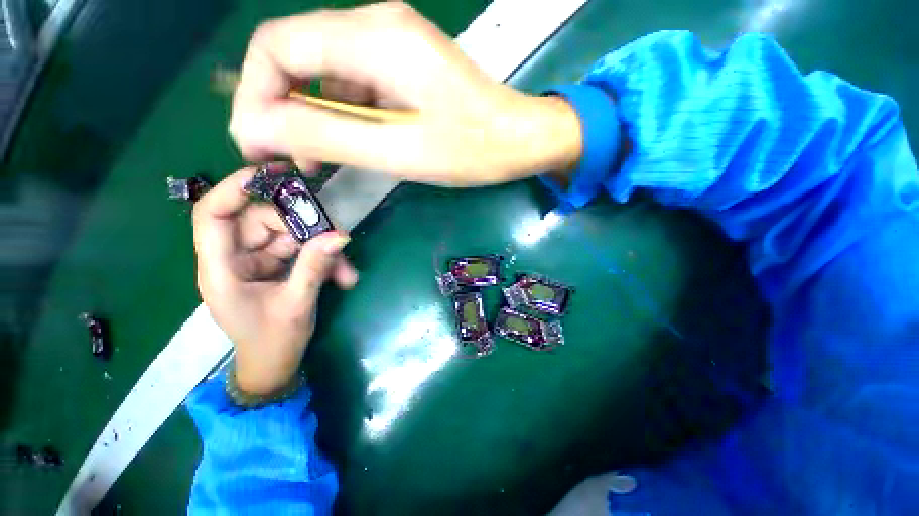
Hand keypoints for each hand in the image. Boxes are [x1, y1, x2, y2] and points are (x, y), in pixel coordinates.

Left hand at [193, 165, 357, 394]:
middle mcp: (235, 257)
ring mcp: (257, 261)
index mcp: (221, 268)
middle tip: (336, 241)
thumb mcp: (296, 304)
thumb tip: (340, 235)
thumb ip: (315, 266)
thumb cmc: (274, 342)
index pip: (214, 214)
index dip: (237, 188)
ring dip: (320, 248)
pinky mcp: (275, 265)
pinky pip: (300, 250)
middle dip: (303, 229)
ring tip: (345, 272)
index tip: (274, 174)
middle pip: (264, 221)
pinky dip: (322, 259)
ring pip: (289, 235)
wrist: (274, 365)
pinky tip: (342, 276)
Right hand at [229, 2, 582, 186]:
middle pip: (296, 54)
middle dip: (278, 107)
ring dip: (310, 116)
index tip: (256, 145)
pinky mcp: (403, 65)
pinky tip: (350, 145)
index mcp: (374, 39)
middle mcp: (376, 26)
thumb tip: (257, 128)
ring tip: (317, 161)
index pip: (277, 46)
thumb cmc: (471, 150)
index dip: (254, 95)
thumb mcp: (400, 151)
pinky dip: (340, 115)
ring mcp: (392, 44)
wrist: (519, 139)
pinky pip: (353, 84)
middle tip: (284, 159)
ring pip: (323, 72)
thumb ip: (328, 136)